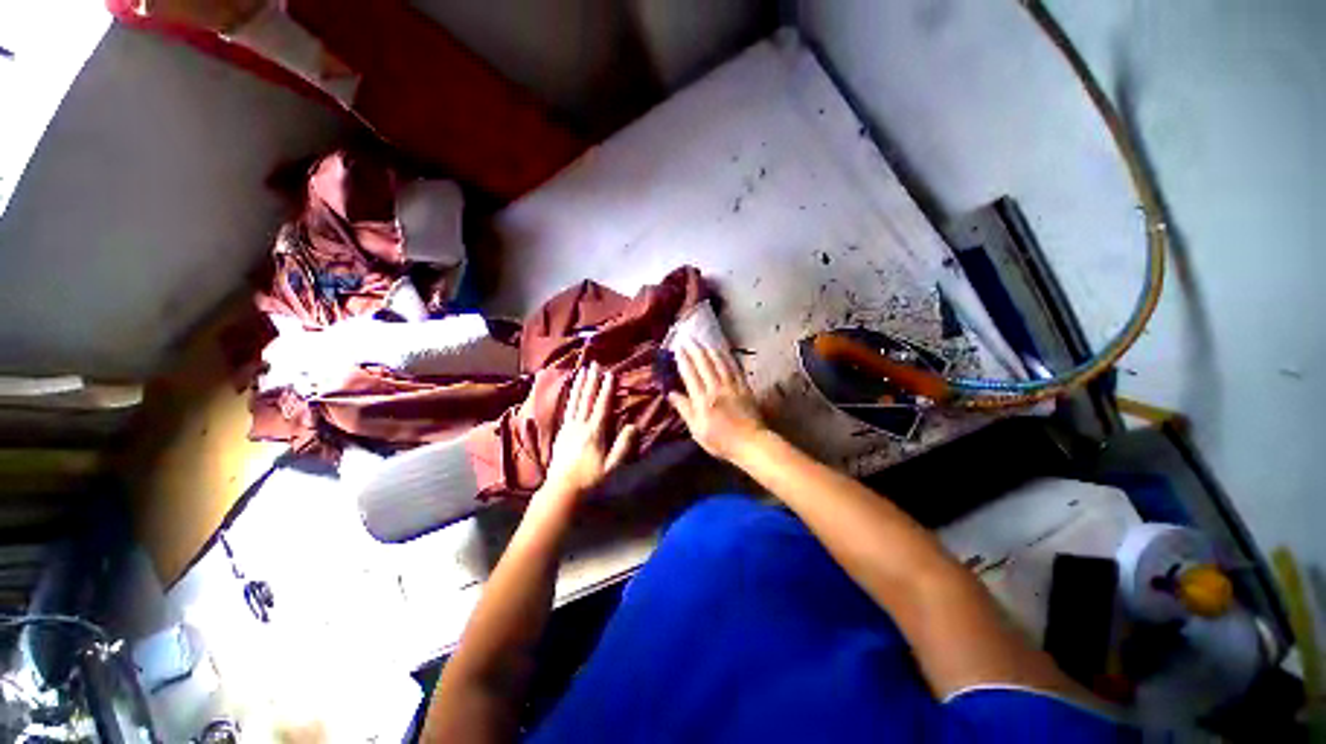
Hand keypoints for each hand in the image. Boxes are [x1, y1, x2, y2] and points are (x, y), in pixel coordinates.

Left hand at [544, 363, 637, 498]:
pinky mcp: (560, 432)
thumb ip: (623, 446)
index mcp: (594, 433)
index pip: (602, 406)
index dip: (606, 389)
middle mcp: (580, 425)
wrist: (561, 490)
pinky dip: (570, 396)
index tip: (610, 374)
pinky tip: (572, 391)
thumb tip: (634, 426)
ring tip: (582, 370)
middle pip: (587, 399)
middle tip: (594, 364)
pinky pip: (566, 409)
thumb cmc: (590, 479)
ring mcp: (568, 427)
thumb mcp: (611, 467)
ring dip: (580, 384)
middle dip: (591, 380)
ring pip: (575, 401)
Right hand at [666, 341, 767, 461]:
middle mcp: (716, 389)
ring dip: (710, 350)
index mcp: (702, 400)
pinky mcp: (744, 387)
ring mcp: (732, 387)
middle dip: (695, 350)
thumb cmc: (721, 441)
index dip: (683, 360)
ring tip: (704, 342)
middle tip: (688, 338)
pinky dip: (728, 358)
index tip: (678, 348)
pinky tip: (724, 352)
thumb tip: (671, 393)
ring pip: (720, 363)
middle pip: (704, 364)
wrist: (750, 443)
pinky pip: (735, 368)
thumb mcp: (697, 430)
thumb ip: (685, 410)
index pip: (690, 375)